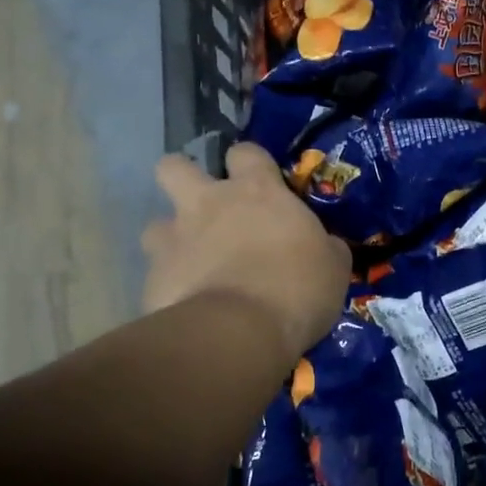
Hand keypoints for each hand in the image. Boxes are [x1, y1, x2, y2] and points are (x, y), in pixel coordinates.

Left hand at [141, 143, 350, 363]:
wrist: (240, 333)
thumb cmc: (298, 288)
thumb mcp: (333, 266)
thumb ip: (323, 246)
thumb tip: (325, 246)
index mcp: (258, 192)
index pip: (245, 153)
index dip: (249, 163)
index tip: (259, 182)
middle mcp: (208, 204)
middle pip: (173, 167)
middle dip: (183, 179)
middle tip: (205, 207)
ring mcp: (174, 240)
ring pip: (155, 224)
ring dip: (172, 239)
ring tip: (193, 264)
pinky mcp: (153, 279)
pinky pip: (156, 275)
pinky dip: (171, 286)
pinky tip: (188, 306)